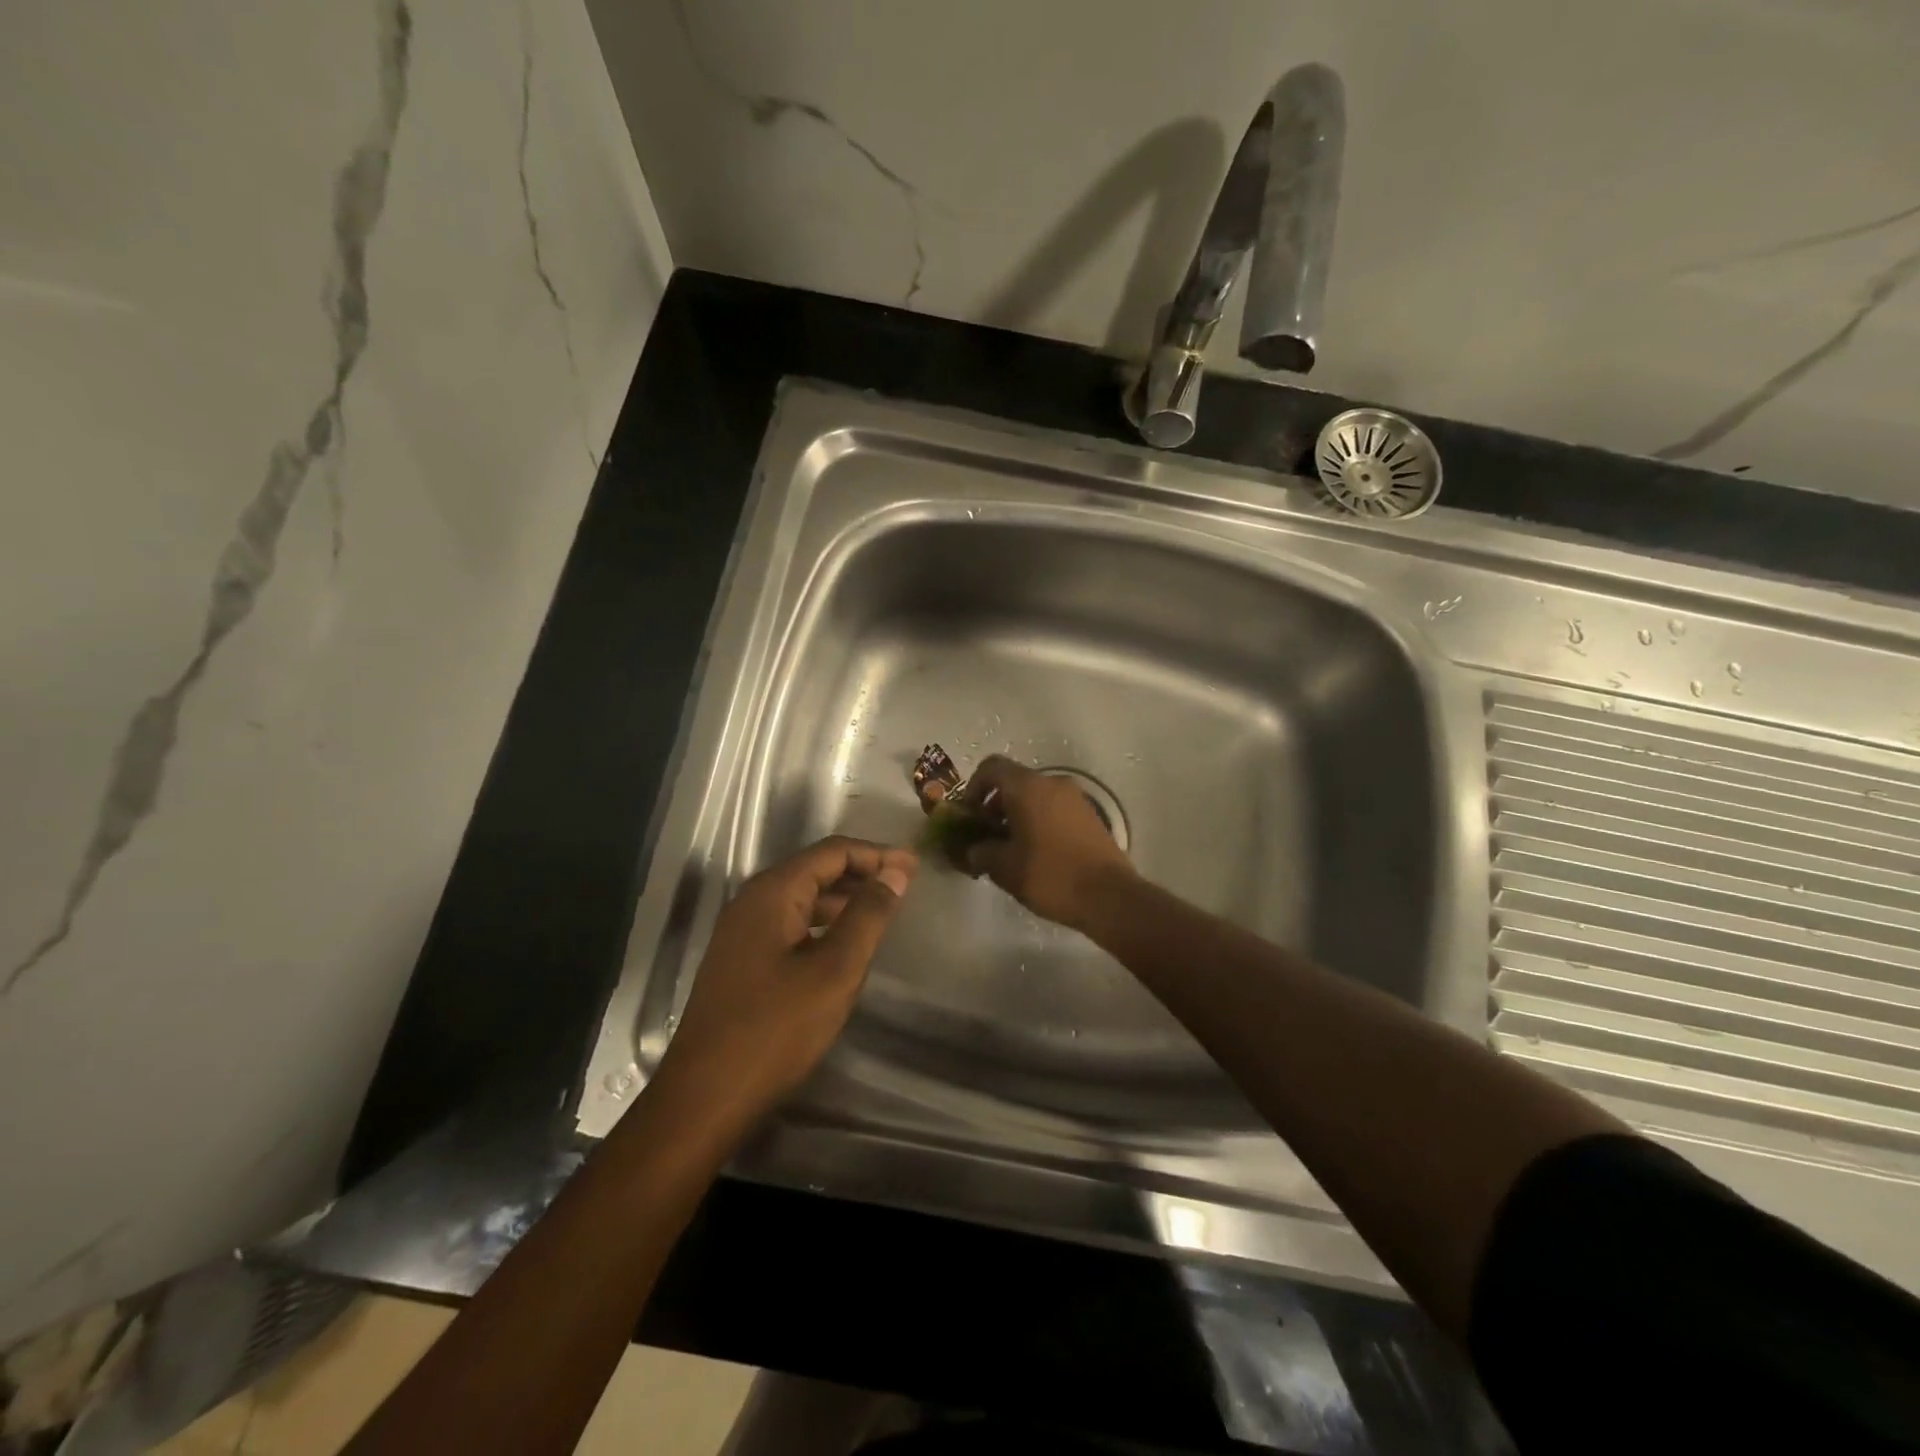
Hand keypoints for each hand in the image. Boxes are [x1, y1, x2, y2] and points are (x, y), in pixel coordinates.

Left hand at [652, 837, 916, 1127]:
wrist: (705, 1097)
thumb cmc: (775, 1029)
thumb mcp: (835, 970)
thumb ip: (867, 916)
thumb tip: (895, 873)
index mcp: (772, 893)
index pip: (832, 852)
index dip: (877, 854)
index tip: (915, 867)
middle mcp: (752, 902)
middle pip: (815, 870)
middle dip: (862, 873)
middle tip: (905, 885)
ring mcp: (742, 932)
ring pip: (802, 898)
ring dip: (843, 899)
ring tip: (882, 911)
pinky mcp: (741, 960)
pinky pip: (790, 924)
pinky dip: (823, 923)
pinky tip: (844, 945)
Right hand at [962, 756, 1135, 931]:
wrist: (1109, 896)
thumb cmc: (1051, 875)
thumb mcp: (1005, 868)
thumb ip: (981, 852)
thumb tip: (973, 849)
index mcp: (1028, 787)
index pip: (991, 768)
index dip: (973, 788)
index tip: (969, 816)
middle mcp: (1053, 783)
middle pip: (1014, 782)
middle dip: (994, 806)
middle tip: (986, 837)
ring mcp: (1075, 798)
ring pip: (1035, 796)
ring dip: (1016, 815)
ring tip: (1009, 850)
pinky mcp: (1090, 816)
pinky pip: (1054, 809)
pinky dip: (1038, 822)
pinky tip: (1035, 854)